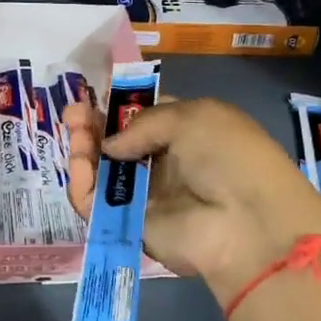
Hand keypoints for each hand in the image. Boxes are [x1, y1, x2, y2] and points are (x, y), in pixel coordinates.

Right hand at [64, 96, 320, 305]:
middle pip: (117, 143)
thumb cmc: (227, 155)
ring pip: (103, 172)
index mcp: (186, 131)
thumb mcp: (190, 117)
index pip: (143, 116)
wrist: (248, 223)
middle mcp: (165, 162)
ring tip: (73, 130)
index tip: (93, 96)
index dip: (117, 107)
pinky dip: (83, 184)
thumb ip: (141, 123)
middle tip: (72, 113)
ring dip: (84, 149)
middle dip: (92, 125)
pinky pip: (97, 204)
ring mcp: (147, 195)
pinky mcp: (130, 224)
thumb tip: (111, 145)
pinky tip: (80, 163)